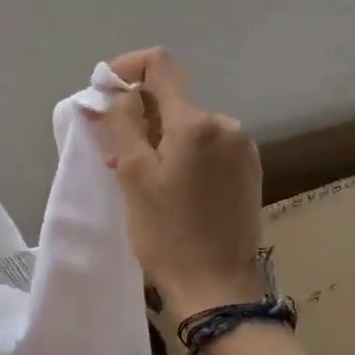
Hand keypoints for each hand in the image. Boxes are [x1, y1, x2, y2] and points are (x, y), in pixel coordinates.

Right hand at [89, 48, 264, 320]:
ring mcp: (241, 147)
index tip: (105, 93)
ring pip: (187, 125)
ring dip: (158, 139)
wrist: (219, 289)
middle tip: (113, 153)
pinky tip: (169, 187)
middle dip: (139, 116)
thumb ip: (122, 122)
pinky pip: (206, 146)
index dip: (127, 68)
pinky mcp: (248, 169)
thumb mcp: (133, 176)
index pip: (160, 64)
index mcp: (196, 122)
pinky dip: (181, 154)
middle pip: (172, 99)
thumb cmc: (167, 233)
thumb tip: (115, 90)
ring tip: (139, 178)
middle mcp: (225, 124)